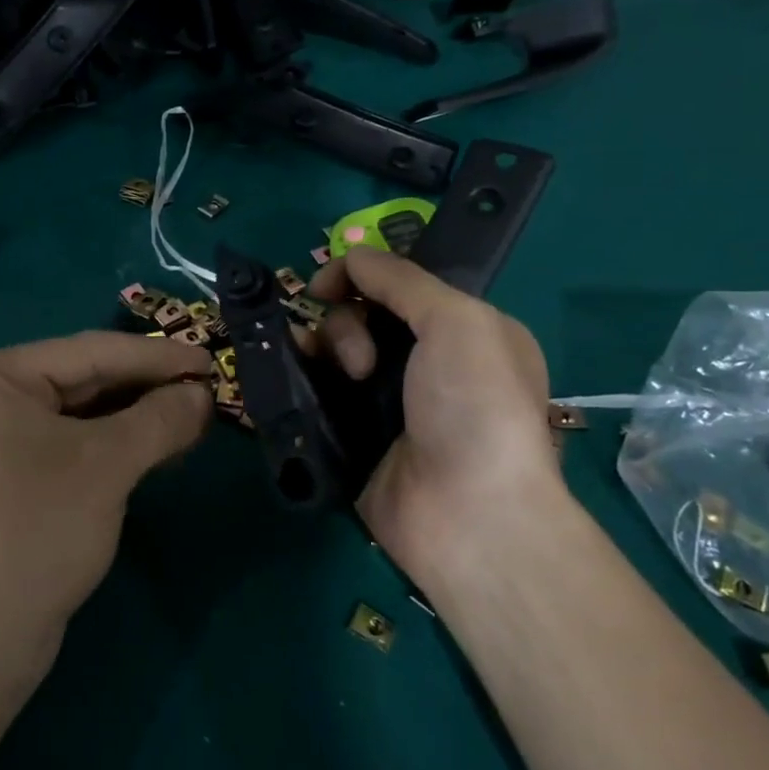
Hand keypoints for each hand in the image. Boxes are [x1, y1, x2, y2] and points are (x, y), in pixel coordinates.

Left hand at [0, 331, 212, 704]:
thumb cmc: (38, 534)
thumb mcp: (108, 466)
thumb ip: (161, 419)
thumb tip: (203, 394)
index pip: (88, 351)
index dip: (156, 355)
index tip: (209, 360)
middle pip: (82, 380)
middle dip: (147, 387)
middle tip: (207, 388)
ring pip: (78, 414)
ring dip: (136, 416)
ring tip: (193, 414)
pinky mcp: (5, 477)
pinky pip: (68, 444)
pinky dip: (113, 443)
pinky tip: (157, 445)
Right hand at [307, 248, 563, 588]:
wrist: (471, 514)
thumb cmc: (476, 405)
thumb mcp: (457, 321)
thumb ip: (401, 280)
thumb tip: (350, 255)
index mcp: (463, 333)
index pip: (398, 286)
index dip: (359, 277)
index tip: (325, 285)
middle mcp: (425, 365)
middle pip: (360, 317)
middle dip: (347, 325)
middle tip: (362, 362)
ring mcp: (387, 405)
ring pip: (334, 354)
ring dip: (323, 350)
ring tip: (337, 379)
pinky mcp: (355, 439)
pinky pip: (319, 395)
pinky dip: (302, 381)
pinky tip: (292, 381)